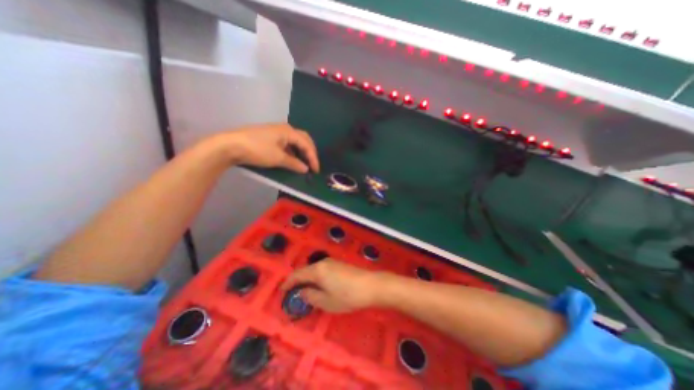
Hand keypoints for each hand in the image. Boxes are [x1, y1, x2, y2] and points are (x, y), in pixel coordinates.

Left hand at [217, 123, 319, 172]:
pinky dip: (293, 152)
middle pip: (303, 139)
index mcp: (289, 131)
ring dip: (301, 152)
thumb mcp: (278, 158)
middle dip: (310, 152)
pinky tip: (292, 159)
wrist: (230, 145)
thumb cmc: (257, 150)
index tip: (316, 170)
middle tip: (313, 164)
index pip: (307, 144)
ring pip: (295, 141)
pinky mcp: (270, 137)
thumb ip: (294, 163)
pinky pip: (287, 144)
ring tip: (304, 163)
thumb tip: (305, 168)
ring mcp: (276, 132)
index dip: (313, 157)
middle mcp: (285, 129)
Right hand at [283, 259, 389, 313]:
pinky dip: (316, 277)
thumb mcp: (326, 301)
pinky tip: (319, 285)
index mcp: (317, 270)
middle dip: (297, 281)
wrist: (370, 285)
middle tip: (292, 293)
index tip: (281, 291)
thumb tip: (302, 293)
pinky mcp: (339, 264)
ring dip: (307, 279)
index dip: (288, 282)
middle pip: (305, 270)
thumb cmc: (347, 296)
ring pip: (314, 269)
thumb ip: (311, 297)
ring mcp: (332, 262)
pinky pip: (322, 269)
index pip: (297, 274)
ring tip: (304, 290)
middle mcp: (323, 262)